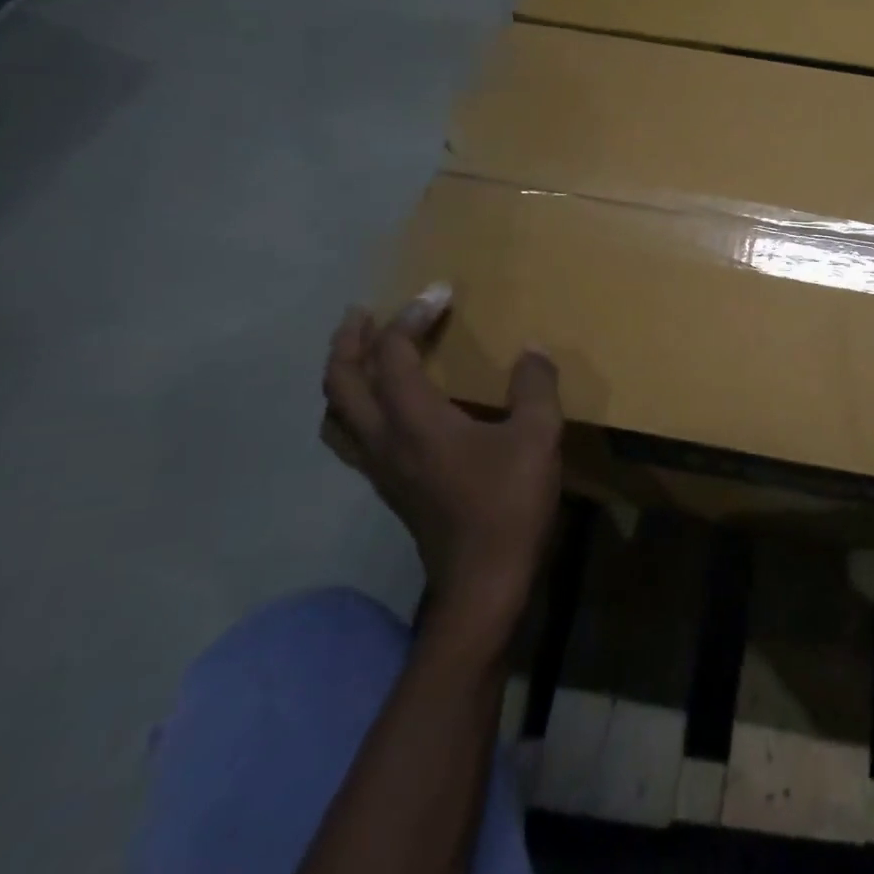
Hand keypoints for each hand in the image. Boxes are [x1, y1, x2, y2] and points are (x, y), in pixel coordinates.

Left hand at [322, 284, 562, 647]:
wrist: (483, 580)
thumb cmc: (507, 504)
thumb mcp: (537, 437)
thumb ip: (535, 387)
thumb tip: (531, 350)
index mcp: (415, 420)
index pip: (393, 354)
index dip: (411, 317)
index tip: (439, 293)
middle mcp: (384, 439)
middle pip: (341, 382)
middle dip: (349, 341)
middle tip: (364, 313)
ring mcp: (381, 468)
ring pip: (337, 414)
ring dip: (342, 376)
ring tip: (361, 356)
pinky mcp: (390, 488)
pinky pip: (352, 437)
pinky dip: (355, 408)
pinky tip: (386, 409)